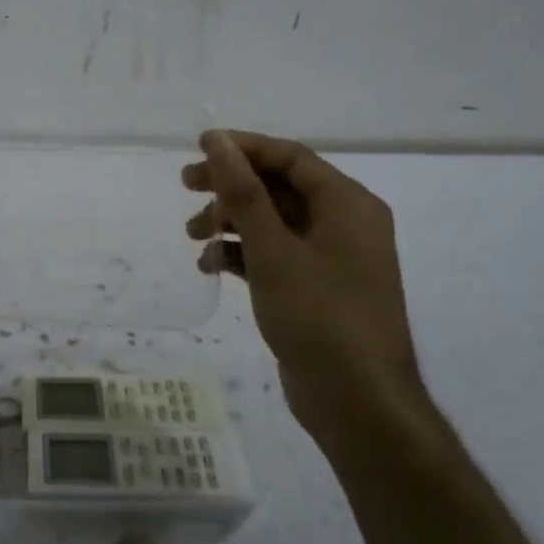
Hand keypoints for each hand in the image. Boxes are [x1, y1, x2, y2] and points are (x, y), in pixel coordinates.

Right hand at [183, 130, 419, 422]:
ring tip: (192, 236)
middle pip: (279, 188)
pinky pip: (274, 256)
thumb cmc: (319, 316)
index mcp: (347, 204)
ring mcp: (330, 259)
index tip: (197, 149)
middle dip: (231, 187)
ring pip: (273, 223)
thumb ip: (243, 192)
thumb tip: (216, 140)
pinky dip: (242, 255)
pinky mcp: (314, 289)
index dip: (242, 148)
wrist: (358, 403)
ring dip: (231, 223)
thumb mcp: (273, 250)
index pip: (290, 157)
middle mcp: (343, 224)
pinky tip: (210, 266)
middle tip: (185, 187)